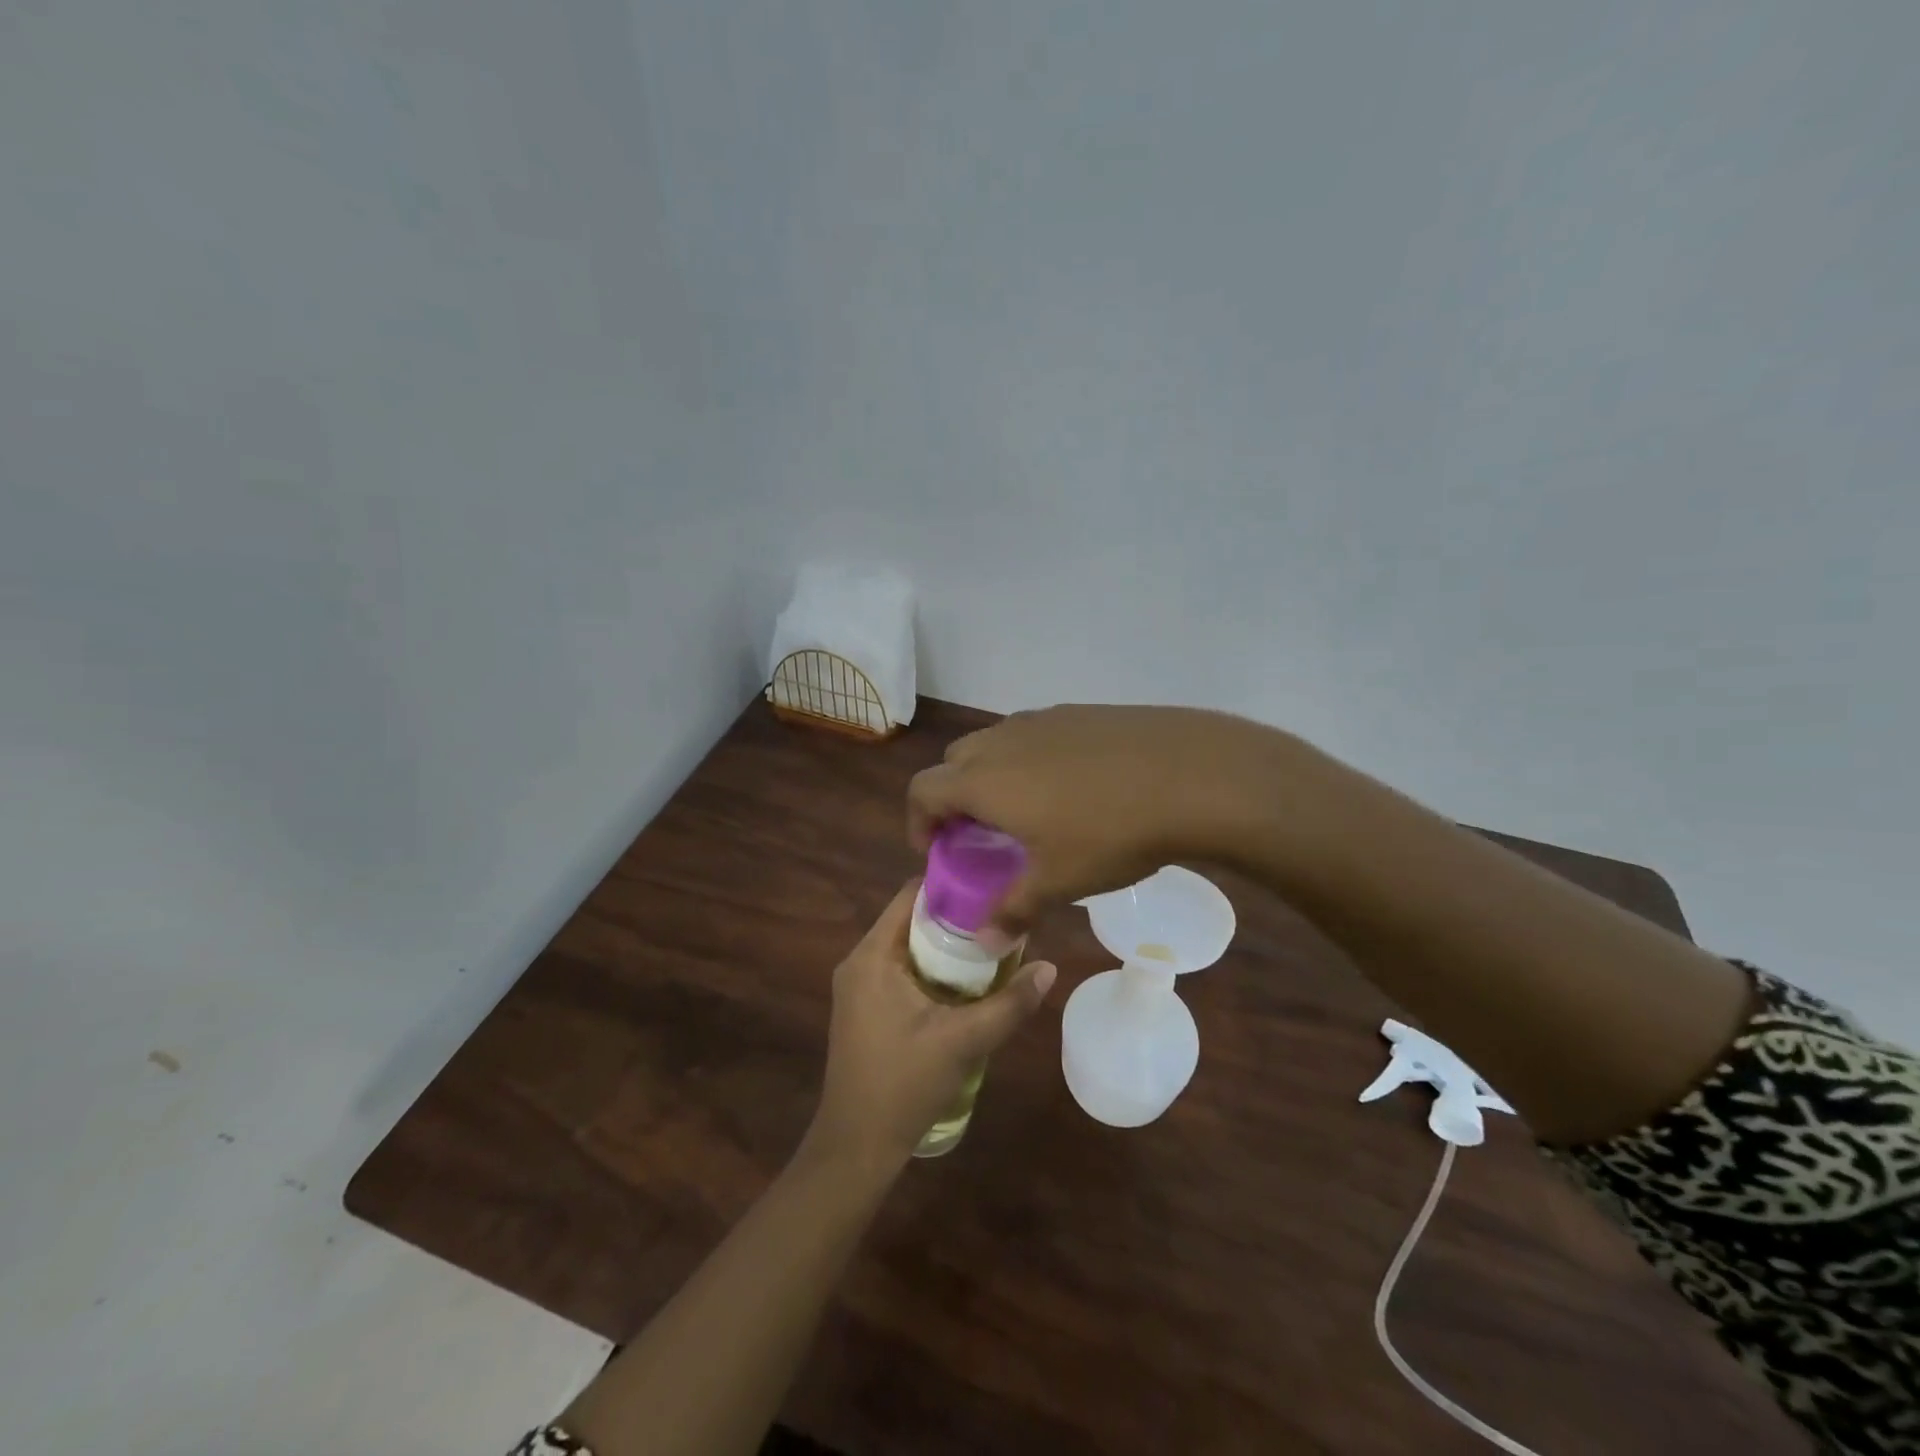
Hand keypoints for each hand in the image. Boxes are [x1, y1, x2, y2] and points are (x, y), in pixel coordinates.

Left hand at [808, 880, 1057, 1168]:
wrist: (857, 1146)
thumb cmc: (904, 1084)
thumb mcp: (964, 1042)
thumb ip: (1009, 1004)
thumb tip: (1050, 969)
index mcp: (872, 955)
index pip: (910, 895)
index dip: (951, 885)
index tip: (991, 884)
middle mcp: (859, 960)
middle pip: (910, 918)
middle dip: (954, 917)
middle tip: (999, 916)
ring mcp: (858, 985)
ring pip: (906, 945)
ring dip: (944, 944)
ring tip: (990, 943)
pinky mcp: (863, 1007)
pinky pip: (899, 968)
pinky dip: (930, 966)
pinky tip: (964, 980)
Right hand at [906, 704, 1279, 938]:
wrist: (1190, 774)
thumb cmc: (1110, 833)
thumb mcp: (1059, 881)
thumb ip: (1013, 910)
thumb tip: (985, 943)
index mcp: (984, 779)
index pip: (923, 790)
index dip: (919, 822)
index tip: (938, 852)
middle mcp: (1003, 740)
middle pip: (955, 762)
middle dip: (955, 797)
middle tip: (980, 834)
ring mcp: (1043, 720)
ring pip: (996, 744)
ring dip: (993, 775)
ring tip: (1027, 811)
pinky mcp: (1079, 713)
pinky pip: (1035, 734)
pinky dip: (1031, 760)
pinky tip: (1073, 788)